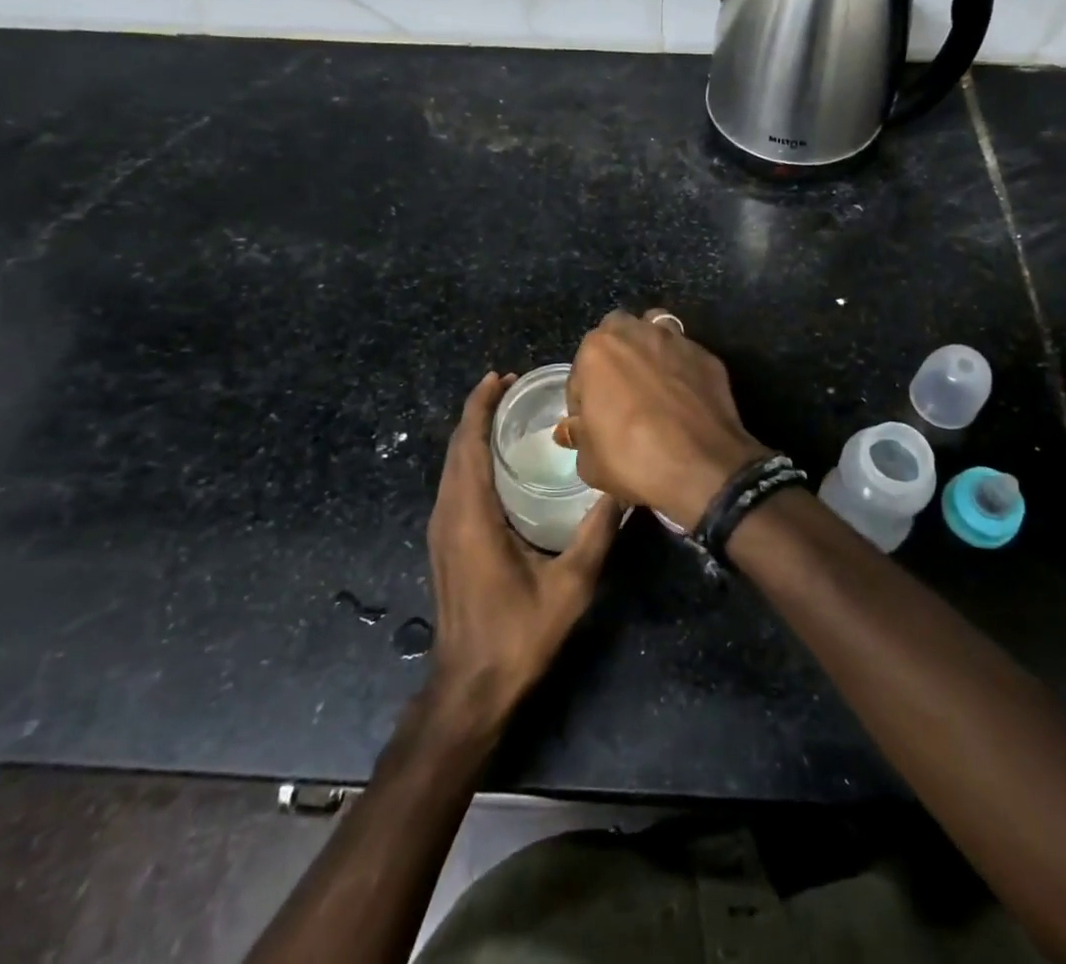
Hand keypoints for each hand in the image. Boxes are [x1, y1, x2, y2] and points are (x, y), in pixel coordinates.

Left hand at [426, 373, 620, 725]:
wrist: (470, 689)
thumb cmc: (518, 635)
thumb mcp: (570, 585)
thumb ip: (598, 533)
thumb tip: (623, 488)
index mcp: (470, 515)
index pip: (467, 444)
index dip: (479, 405)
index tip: (500, 376)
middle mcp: (448, 514)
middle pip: (456, 448)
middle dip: (479, 412)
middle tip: (514, 386)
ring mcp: (442, 530)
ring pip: (452, 467)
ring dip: (473, 435)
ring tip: (509, 415)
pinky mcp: (445, 544)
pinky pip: (454, 485)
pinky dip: (471, 459)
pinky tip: (500, 462)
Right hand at [564, 311, 771, 531]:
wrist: (701, 468)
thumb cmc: (632, 459)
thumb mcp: (589, 460)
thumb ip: (578, 435)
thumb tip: (575, 428)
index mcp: (598, 350)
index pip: (580, 370)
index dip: (582, 398)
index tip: (590, 422)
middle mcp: (636, 333)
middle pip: (617, 334)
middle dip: (614, 357)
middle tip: (619, 394)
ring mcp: (676, 341)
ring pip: (654, 330)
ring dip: (648, 350)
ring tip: (651, 383)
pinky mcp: (707, 356)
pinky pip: (685, 355)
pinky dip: (680, 368)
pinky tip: (683, 396)